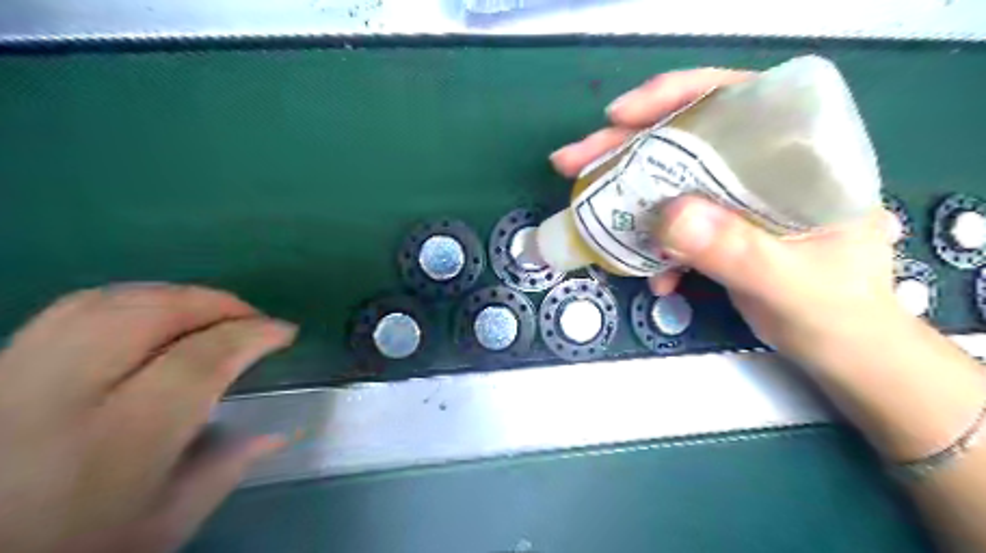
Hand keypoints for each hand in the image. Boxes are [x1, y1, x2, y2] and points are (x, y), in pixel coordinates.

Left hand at [0, 285, 293, 552]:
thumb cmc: (73, 550)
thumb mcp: (161, 527)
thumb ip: (225, 470)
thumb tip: (279, 431)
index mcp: (117, 442)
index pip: (200, 360)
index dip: (252, 334)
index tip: (284, 332)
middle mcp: (57, 397)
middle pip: (150, 314)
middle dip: (217, 303)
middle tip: (252, 317)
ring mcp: (12, 376)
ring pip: (106, 301)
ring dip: (175, 296)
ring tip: (210, 312)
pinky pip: (70, 311)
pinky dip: (128, 301)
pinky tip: (151, 318)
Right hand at [552, 68, 904, 370]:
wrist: (838, 347)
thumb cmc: (835, 311)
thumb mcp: (788, 283)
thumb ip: (736, 250)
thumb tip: (668, 215)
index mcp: (799, 155)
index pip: (735, 98)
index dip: (675, 96)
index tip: (620, 116)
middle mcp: (762, 165)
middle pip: (684, 137)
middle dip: (625, 147)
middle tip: (572, 160)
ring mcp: (734, 197)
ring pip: (668, 179)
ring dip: (625, 194)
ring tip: (584, 206)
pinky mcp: (716, 226)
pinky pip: (670, 222)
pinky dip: (650, 244)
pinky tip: (651, 274)